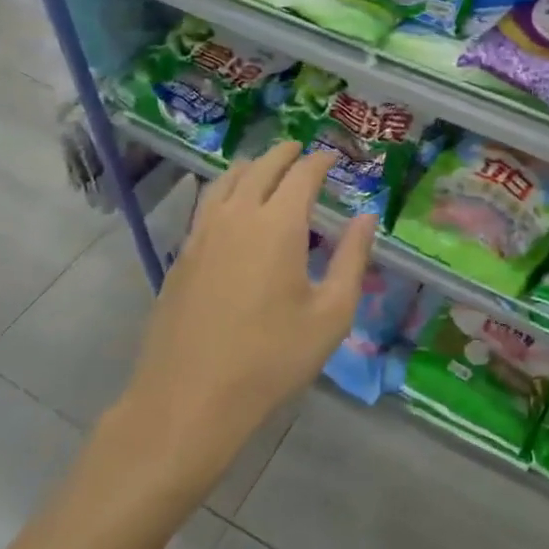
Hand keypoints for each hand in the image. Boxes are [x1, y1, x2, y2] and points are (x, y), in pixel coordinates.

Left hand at [108, 142, 376, 504]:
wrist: (188, 400)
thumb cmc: (270, 360)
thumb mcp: (330, 315)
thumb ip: (352, 259)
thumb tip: (367, 218)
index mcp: (278, 225)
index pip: (302, 174)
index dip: (320, 160)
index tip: (333, 157)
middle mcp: (238, 216)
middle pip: (261, 167)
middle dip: (285, 153)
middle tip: (301, 149)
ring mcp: (203, 233)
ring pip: (227, 181)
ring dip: (251, 166)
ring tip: (265, 166)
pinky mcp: (182, 255)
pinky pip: (206, 203)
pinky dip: (225, 189)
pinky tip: (230, 205)